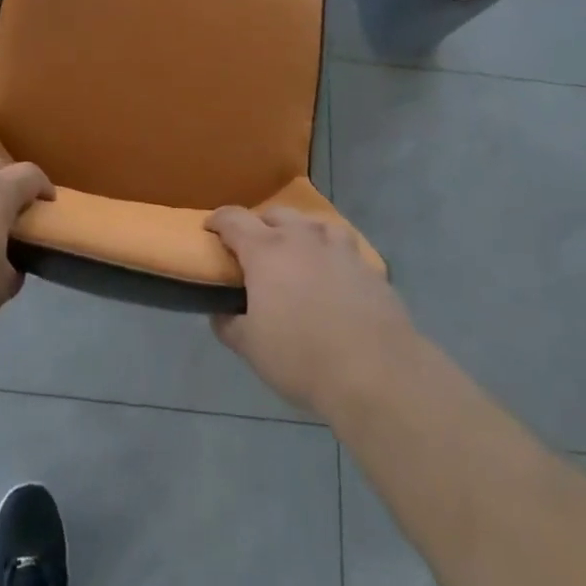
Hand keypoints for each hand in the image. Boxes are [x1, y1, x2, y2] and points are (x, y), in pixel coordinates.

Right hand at [208, 205, 415, 418]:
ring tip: (298, 252)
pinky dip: (332, 255)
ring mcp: (340, 249)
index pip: (233, 219)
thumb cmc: (301, 357)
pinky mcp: (369, 268)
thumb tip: (220, 312)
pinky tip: (334, 276)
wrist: (376, 372)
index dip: (218, 220)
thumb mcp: (251, 347)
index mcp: (266, 251)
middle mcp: (302, 238)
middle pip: (276, 214)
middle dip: (260, 224)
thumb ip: (229, 325)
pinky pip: (345, 249)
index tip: (210, 228)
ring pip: (315, 224)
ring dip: (300, 232)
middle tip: (254, 247)